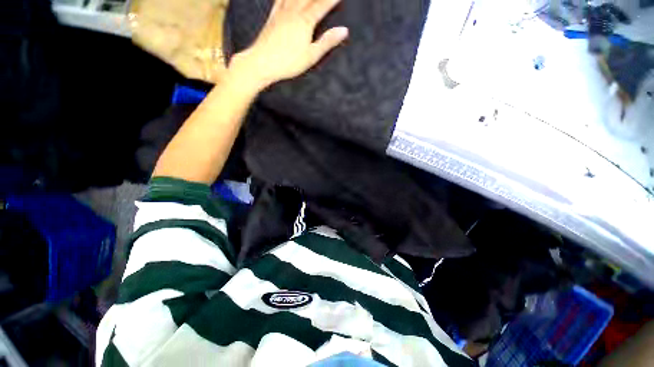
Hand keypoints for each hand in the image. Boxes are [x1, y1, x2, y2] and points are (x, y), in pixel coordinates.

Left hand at [230, 0, 347, 89]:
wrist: (262, 62)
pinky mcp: (272, 17)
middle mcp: (293, 12)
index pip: (322, 6)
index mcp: (305, 22)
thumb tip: (344, 31)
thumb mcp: (311, 56)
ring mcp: (281, 12)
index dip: (331, 0)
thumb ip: (327, 42)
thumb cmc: (288, 62)